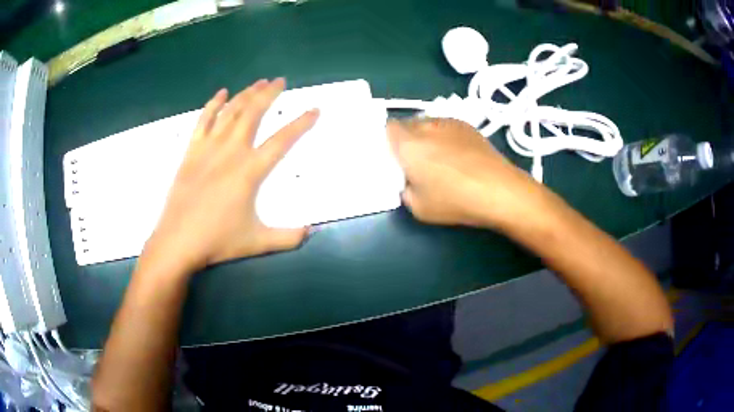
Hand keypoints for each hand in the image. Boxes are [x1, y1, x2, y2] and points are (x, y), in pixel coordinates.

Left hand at [143, 79, 318, 273]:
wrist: (178, 241)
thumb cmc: (218, 241)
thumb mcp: (258, 242)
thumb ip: (288, 237)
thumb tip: (311, 231)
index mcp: (250, 171)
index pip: (282, 140)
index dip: (301, 123)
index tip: (314, 109)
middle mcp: (231, 151)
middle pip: (253, 113)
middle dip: (269, 94)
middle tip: (280, 81)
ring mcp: (208, 148)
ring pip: (230, 112)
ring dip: (246, 94)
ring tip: (259, 83)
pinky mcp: (191, 151)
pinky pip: (203, 120)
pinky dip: (213, 104)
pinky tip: (222, 93)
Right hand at [387, 118, 538, 228]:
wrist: (498, 190)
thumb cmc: (455, 200)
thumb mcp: (417, 207)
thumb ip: (404, 189)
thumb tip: (408, 180)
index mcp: (407, 144)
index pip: (387, 127)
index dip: (388, 140)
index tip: (394, 157)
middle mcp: (426, 126)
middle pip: (407, 124)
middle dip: (407, 140)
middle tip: (415, 161)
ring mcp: (449, 122)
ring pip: (428, 124)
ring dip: (427, 137)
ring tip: (440, 158)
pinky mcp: (467, 126)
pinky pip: (446, 127)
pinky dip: (445, 137)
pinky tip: (458, 156)